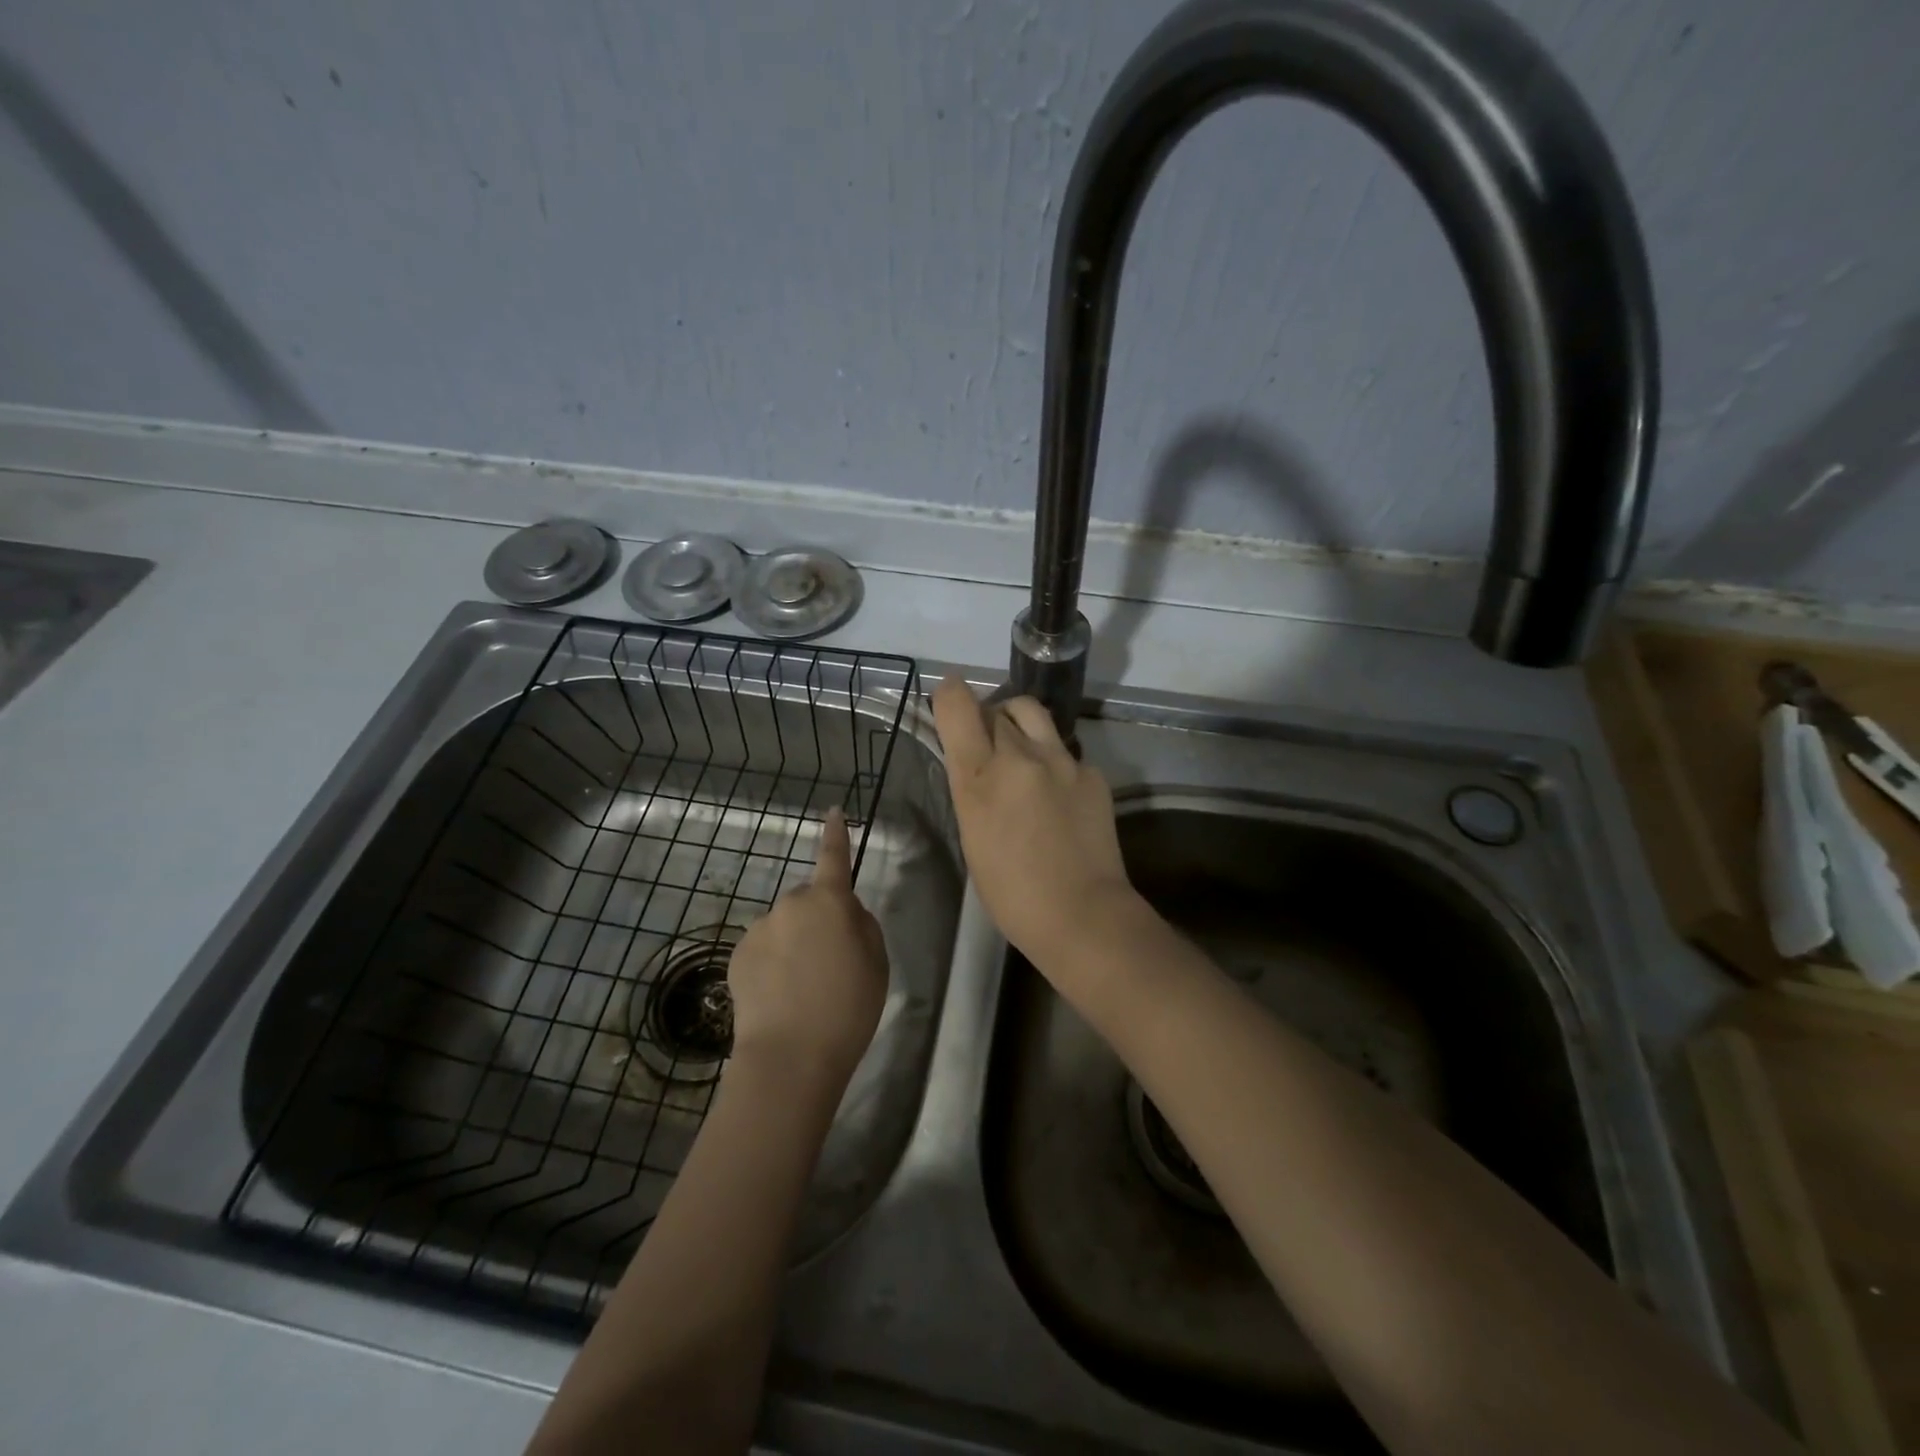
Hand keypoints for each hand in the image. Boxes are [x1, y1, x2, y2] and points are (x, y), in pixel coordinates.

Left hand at [726, 808, 888, 1087]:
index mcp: (830, 902)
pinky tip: (780, 996)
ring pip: (784, 927)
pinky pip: (763, 948)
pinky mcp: (738, 955)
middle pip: (808, 901)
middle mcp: (790, 905)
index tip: (832, 811)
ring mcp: (760, 929)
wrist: (789, 1056)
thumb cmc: (846, 1008)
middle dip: (818, 919)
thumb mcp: (877, 963)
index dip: (835, 834)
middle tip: (832, 961)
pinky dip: (772, 963)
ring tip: (804, 988)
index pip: (834, 858)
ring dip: (794, 944)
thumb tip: (845, 912)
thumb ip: (862, 926)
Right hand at [931, 678, 1138, 963]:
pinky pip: (1064, 750)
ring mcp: (1061, 760)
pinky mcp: (1092, 772)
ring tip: (1019, 746)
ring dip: (1018, 720)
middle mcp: (1019, 756)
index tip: (949, 697)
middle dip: (985, 717)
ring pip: (1032, 712)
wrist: (1082, 914)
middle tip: (985, 742)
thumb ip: (972, 788)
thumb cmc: (1011, 892)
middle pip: (996, 707)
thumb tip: (975, 761)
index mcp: (979, 777)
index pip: (958, 705)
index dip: (950, 693)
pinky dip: (1052, 759)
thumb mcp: (973, 835)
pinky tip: (1056, 792)